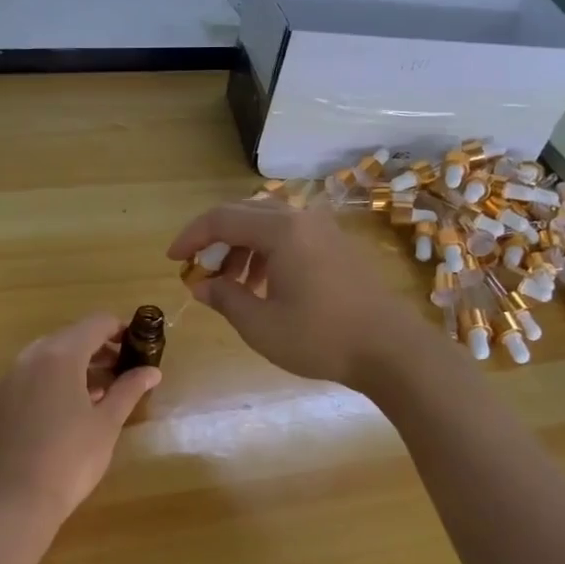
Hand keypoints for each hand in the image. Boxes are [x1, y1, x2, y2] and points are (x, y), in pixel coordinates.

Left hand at [0, 314, 159, 527]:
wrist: (13, 502)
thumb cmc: (70, 459)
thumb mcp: (107, 424)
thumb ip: (129, 389)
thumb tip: (152, 370)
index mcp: (60, 355)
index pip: (95, 323)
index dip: (119, 329)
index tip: (137, 345)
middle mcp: (29, 358)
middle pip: (68, 338)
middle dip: (97, 349)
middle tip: (121, 371)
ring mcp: (6, 380)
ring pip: (45, 358)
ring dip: (72, 366)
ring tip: (96, 393)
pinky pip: (25, 380)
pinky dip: (47, 383)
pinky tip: (61, 412)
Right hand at [167, 201, 426, 390]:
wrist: (391, 350)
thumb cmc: (321, 337)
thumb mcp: (261, 325)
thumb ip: (225, 298)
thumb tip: (201, 285)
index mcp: (281, 230)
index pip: (221, 219)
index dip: (192, 237)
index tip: (173, 260)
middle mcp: (302, 219)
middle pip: (245, 214)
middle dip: (216, 240)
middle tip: (200, 271)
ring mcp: (324, 230)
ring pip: (269, 225)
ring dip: (242, 248)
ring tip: (231, 285)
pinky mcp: (337, 246)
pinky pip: (291, 236)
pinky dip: (267, 253)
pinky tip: (264, 286)